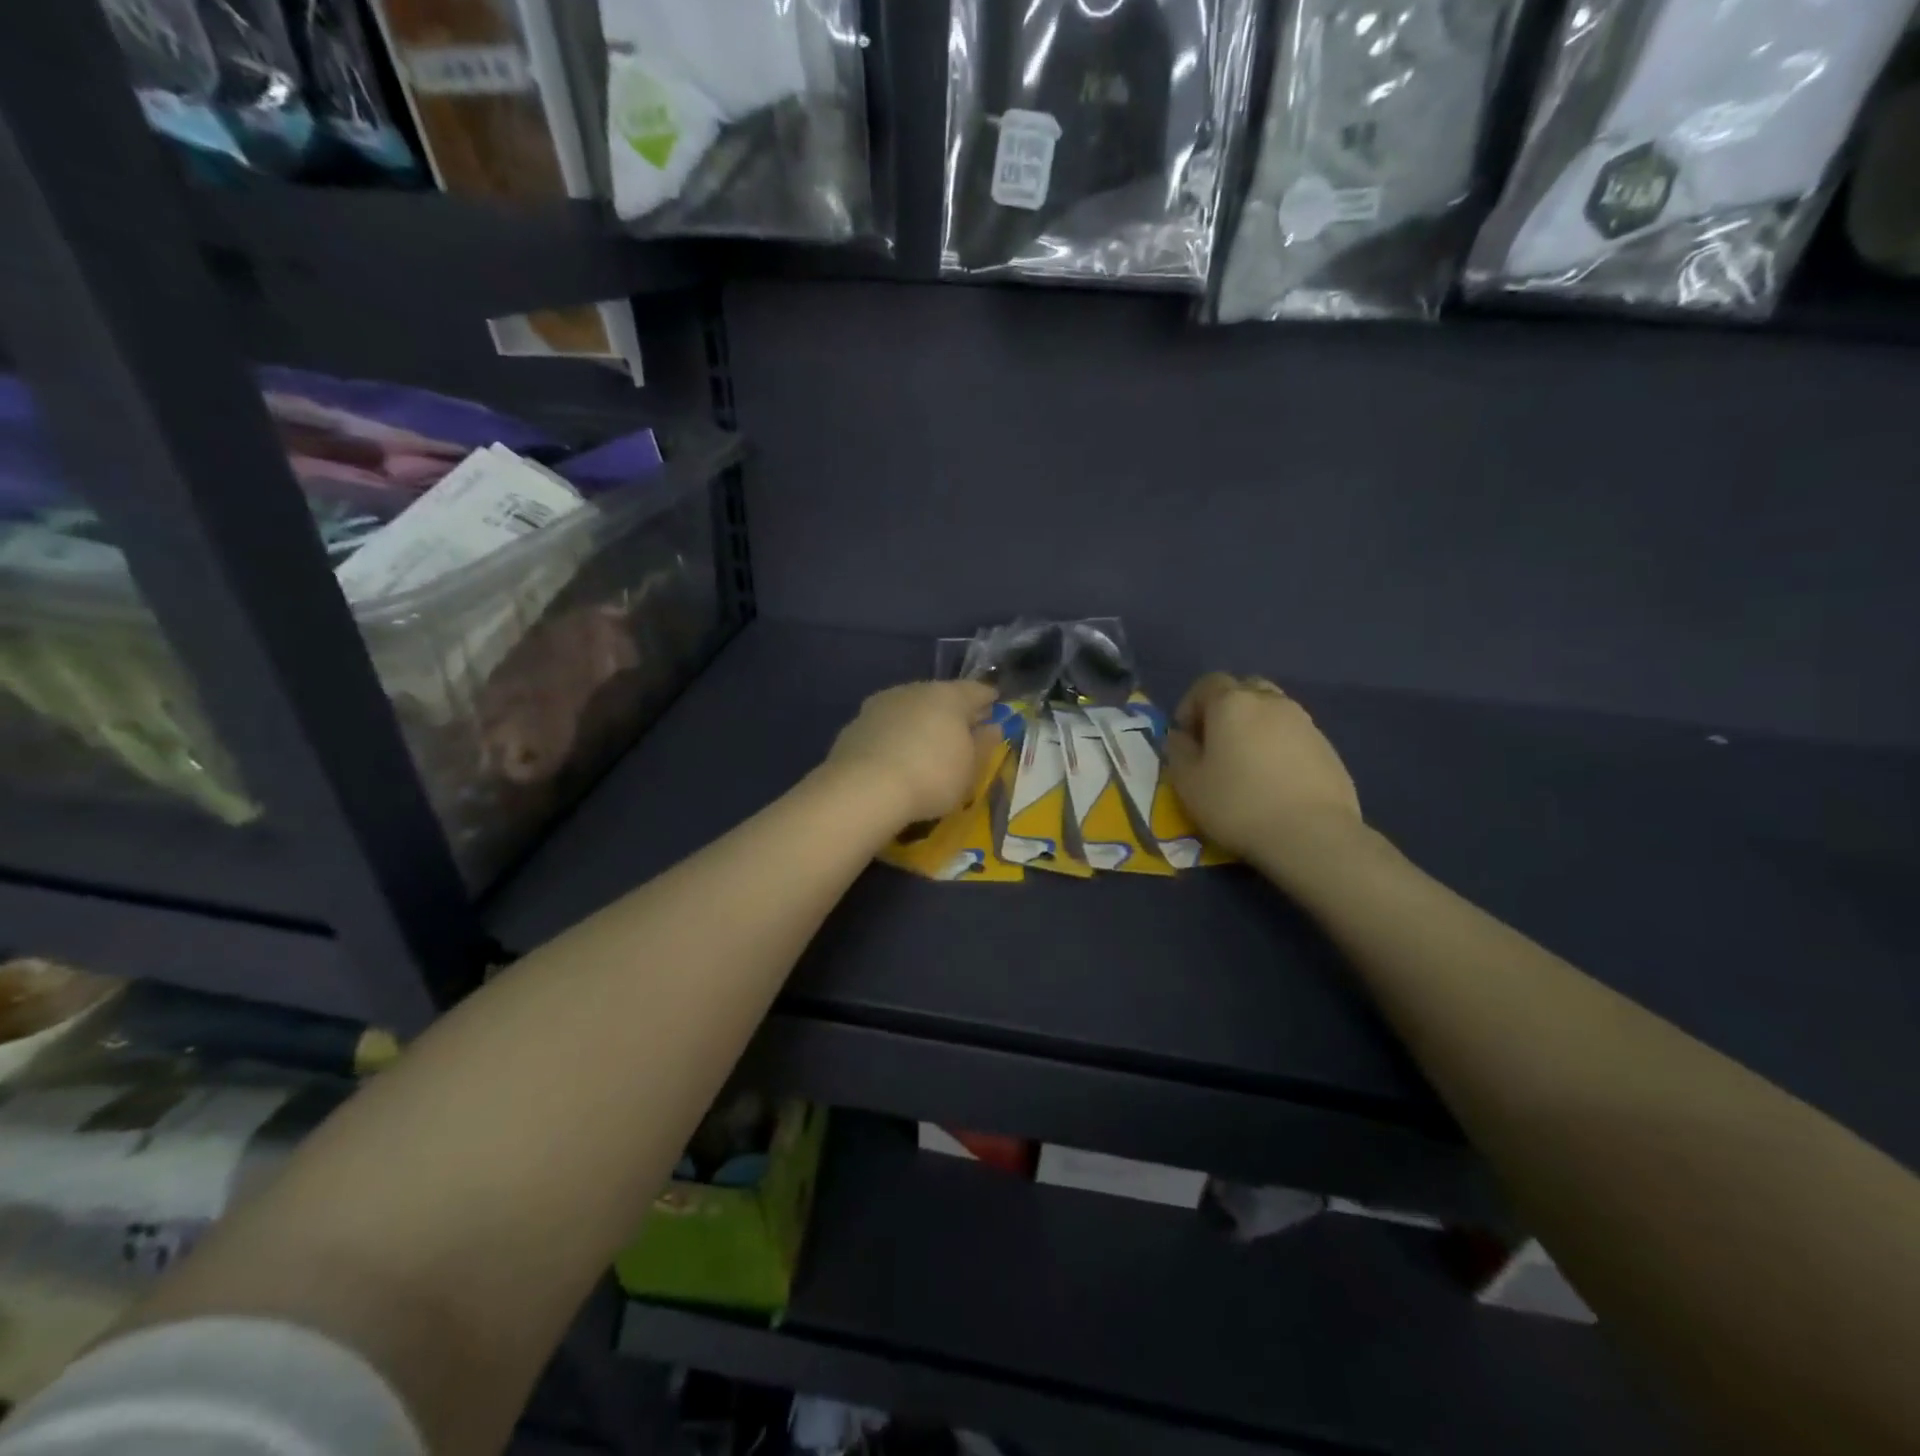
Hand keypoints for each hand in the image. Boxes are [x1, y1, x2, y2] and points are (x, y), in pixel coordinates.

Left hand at [823, 680, 1001, 827]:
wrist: (865, 789)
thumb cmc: (932, 776)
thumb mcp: (970, 768)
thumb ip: (983, 745)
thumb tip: (992, 727)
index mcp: (948, 696)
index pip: (975, 690)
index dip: (987, 698)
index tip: (994, 705)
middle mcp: (913, 691)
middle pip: (940, 696)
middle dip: (952, 711)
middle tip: (962, 729)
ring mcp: (880, 705)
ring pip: (909, 709)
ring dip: (920, 722)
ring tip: (927, 744)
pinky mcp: (855, 726)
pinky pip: (886, 727)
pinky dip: (895, 737)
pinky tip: (897, 756)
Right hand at [1165, 673, 1362, 862]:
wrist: (1312, 834)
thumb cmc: (1238, 804)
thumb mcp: (1188, 783)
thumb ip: (1178, 752)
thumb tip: (1181, 737)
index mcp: (1232, 703)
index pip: (1207, 683)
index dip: (1191, 705)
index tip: (1186, 737)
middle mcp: (1271, 702)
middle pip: (1244, 689)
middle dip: (1226, 709)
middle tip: (1217, 743)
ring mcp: (1305, 722)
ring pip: (1273, 711)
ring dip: (1255, 727)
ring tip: (1248, 764)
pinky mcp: (1328, 747)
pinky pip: (1294, 735)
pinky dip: (1280, 746)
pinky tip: (1275, 781)